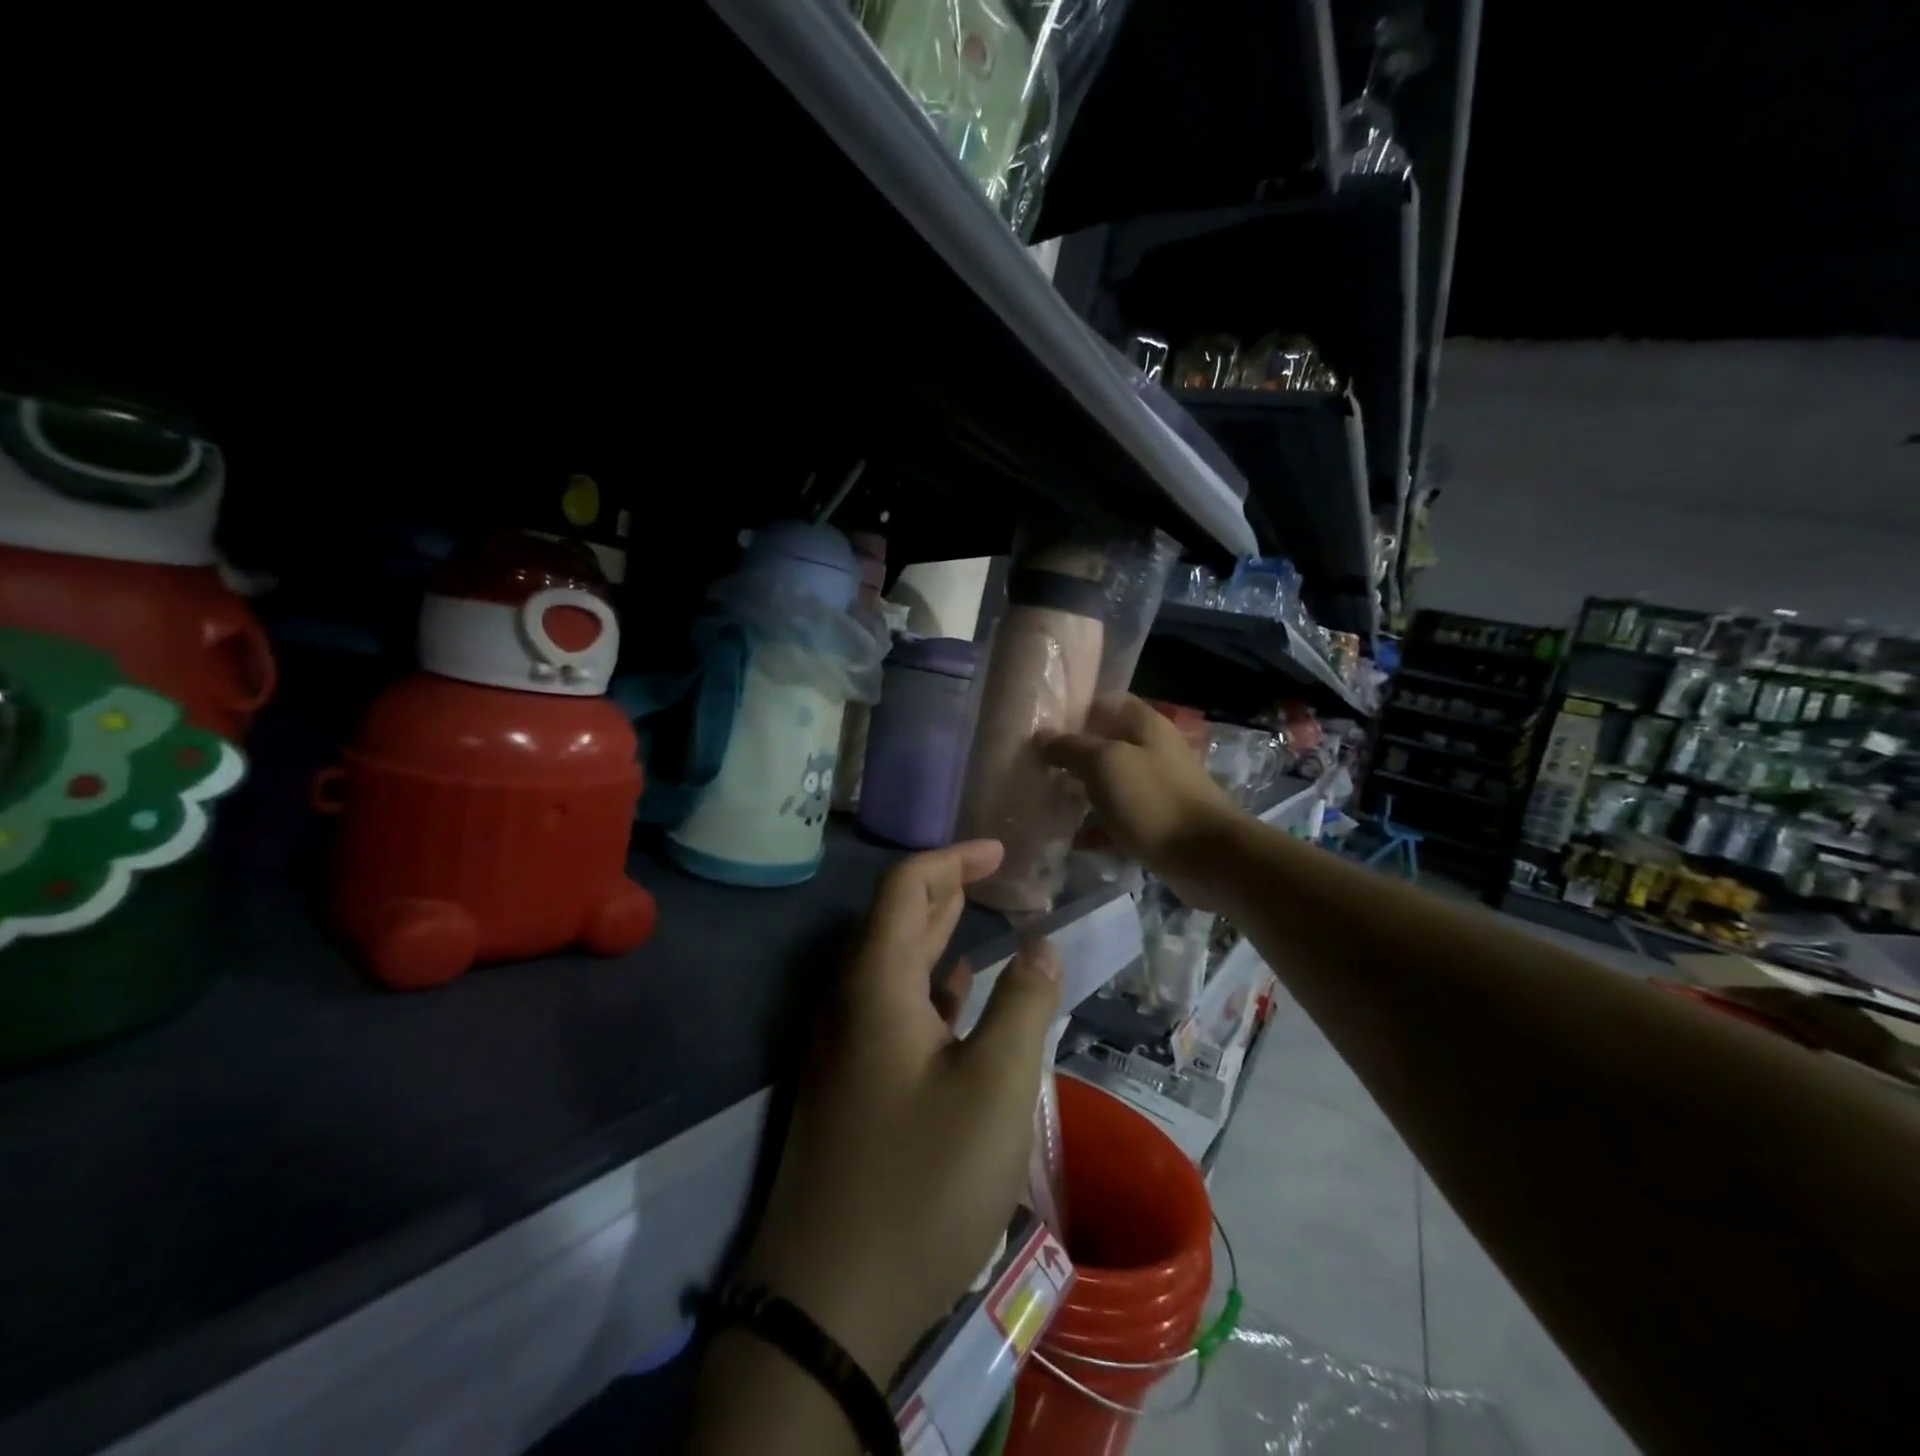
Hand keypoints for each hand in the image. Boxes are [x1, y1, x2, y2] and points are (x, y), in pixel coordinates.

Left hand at [739, 840, 1062, 1384]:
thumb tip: (1040, 946)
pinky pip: (892, 1007)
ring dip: (937, 934)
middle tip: (1001, 876)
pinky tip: (958, 994)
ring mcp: (845, 1044)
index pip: (905, 886)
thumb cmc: (920, 1179)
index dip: (953, 858)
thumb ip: (1023, 1004)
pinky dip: (929, 984)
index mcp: (875, 983)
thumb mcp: (994, 1087)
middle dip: (947, 888)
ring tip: (984, 917)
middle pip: (896, 918)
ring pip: (894, 964)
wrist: (829, 1299)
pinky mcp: (852, 1082)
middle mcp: (850, 1001)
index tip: (1003, 853)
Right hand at [1040, 695, 1241, 906]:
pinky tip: (1071, 840)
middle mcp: (1152, 749)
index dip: (1073, 710)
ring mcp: (1155, 787)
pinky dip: (1096, 827)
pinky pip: (1118, 818)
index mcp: (1144, 724)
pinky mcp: (1156, 821)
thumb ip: (1070, 747)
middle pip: (1104, 744)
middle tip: (1034, 767)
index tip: (1041, 725)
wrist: (1208, 857)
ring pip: (1109, 783)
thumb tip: (1042, 737)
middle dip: (1070, 755)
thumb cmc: (1154, 800)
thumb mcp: (1104, 765)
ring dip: (1080, 792)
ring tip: (1044, 802)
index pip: (1105, 702)